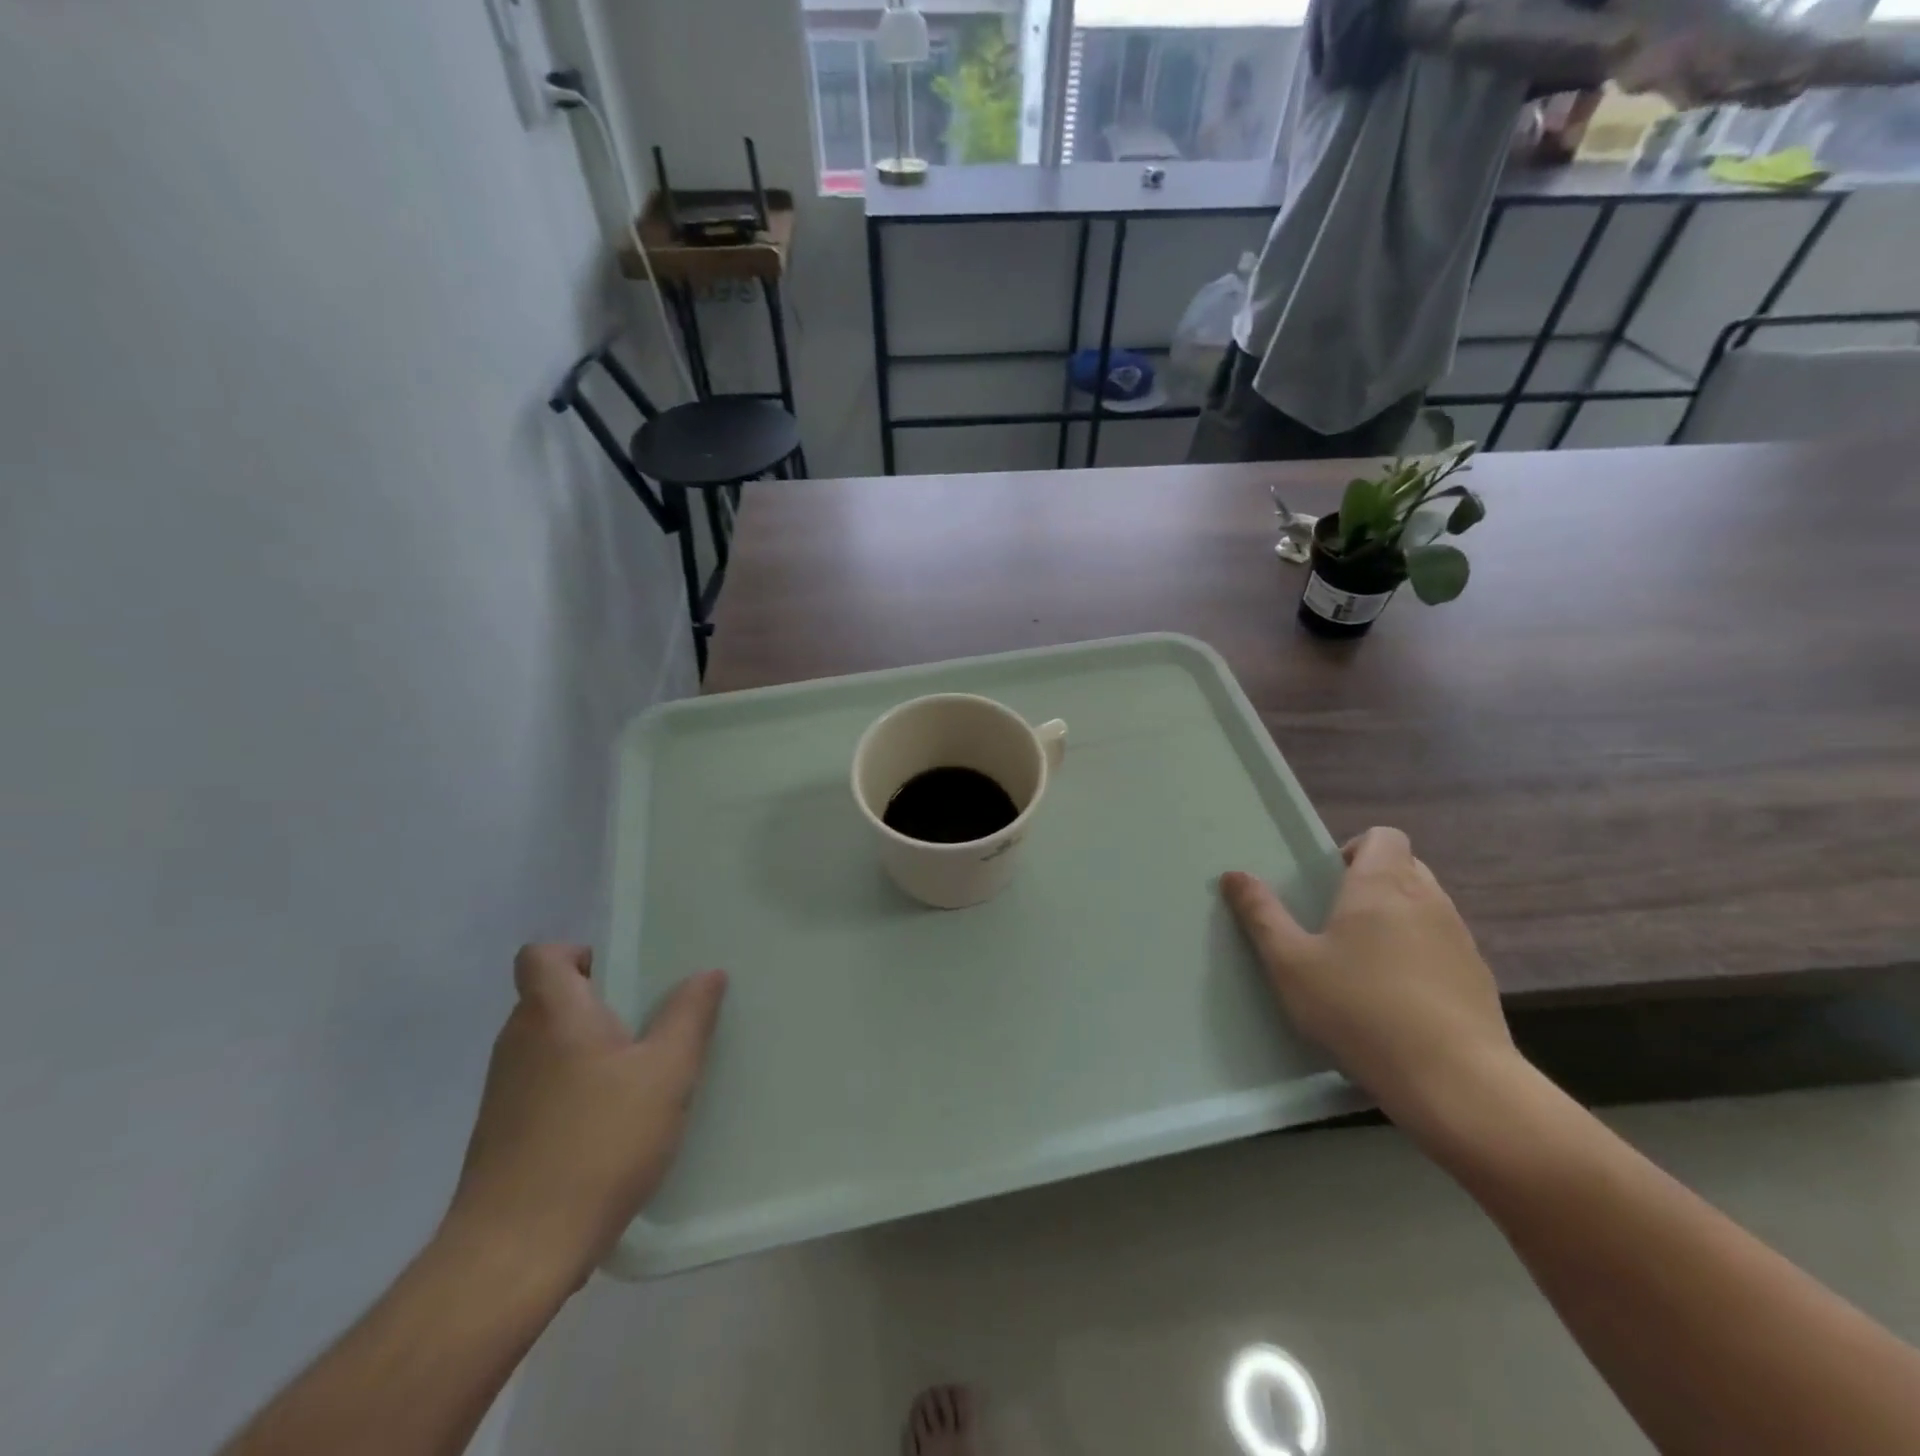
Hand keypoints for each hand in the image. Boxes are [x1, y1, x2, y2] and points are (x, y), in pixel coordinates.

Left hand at [443, 945, 726, 1291]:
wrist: (514, 1254)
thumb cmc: (597, 1144)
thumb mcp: (666, 1074)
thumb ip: (689, 1016)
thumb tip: (708, 972)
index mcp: (552, 1014)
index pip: (541, 955)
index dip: (579, 952)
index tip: (624, 974)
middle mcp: (518, 1042)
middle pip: (551, 998)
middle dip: (600, 1001)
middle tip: (652, 1019)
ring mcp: (503, 1091)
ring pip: (549, 1045)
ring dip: (590, 1047)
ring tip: (642, 1071)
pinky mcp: (501, 1134)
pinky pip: (543, 1086)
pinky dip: (575, 1087)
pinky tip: (613, 1122)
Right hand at [1221, 828, 1515, 1124]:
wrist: (1454, 1081)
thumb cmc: (1359, 1008)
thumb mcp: (1290, 963)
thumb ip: (1261, 915)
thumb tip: (1234, 875)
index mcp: (1381, 884)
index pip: (1384, 836)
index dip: (1356, 848)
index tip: (1329, 881)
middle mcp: (1428, 899)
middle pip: (1406, 867)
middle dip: (1374, 882)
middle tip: (1338, 920)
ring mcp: (1461, 939)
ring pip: (1427, 907)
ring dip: (1399, 919)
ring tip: (1366, 962)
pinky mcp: (1479, 979)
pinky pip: (1444, 947)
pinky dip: (1422, 956)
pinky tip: (1400, 999)